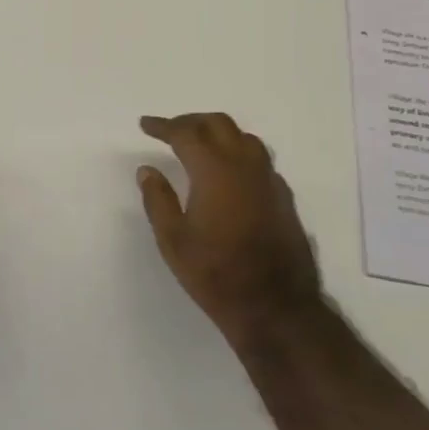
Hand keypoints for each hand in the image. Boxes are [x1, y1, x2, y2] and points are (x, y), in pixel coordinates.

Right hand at [138, 113, 322, 349]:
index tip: (145, 124)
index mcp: (214, 170)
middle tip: (170, 131)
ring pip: (244, 138)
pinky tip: (230, 174)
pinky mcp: (283, 197)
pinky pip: (260, 160)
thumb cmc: (216, 273)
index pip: (185, 133)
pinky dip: (239, 154)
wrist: (275, 307)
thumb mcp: (173, 240)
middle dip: (191, 121)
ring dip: (218, 133)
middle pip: (218, 124)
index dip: (163, 125)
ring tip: (200, 146)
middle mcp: (244, 165)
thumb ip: (158, 199)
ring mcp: (269, 180)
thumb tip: (147, 170)